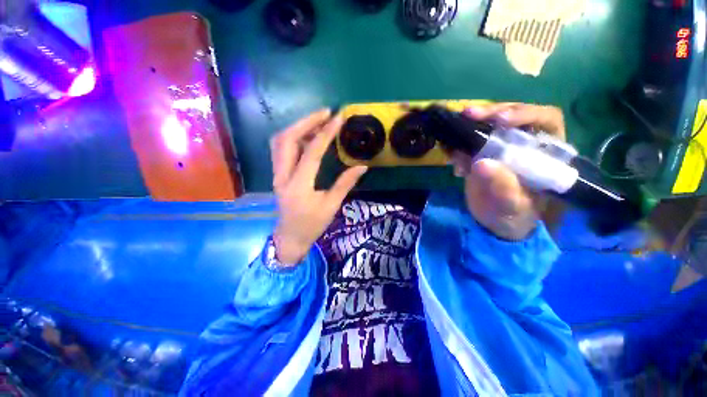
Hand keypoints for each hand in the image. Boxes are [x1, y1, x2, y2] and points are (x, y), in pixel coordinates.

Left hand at [271, 109, 367, 264]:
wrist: (290, 238)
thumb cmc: (312, 225)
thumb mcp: (331, 206)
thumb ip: (345, 184)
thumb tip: (362, 166)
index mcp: (299, 186)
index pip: (311, 152)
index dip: (325, 133)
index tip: (338, 118)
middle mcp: (282, 176)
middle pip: (287, 139)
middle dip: (306, 121)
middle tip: (325, 113)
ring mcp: (276, 174)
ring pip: (280, 141)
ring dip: (298, 127)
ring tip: (317, 121)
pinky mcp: (277, 174)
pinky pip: (281, 149)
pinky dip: (293, 137)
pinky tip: (307, 135)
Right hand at [449, 103, 565, 239]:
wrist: (493, 223)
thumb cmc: (513, 216)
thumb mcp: (512, 206)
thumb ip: (504, 188)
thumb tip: (481, 164)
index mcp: (545, 152)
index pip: (544, 119)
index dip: (525, 113)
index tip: (500, 121)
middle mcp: (524, 143)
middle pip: (512, 116)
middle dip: (491, 112)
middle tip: (468, 114)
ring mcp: (499, 148)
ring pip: (487, 126)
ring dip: (469, 126)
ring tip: (452, 135)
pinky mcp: (479, 155)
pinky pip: (467, 142)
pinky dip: (455, 144)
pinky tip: (448, 152)